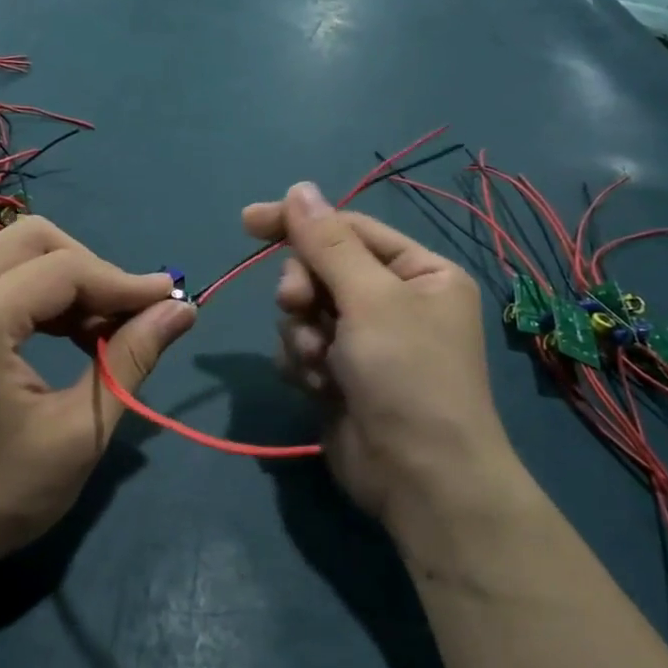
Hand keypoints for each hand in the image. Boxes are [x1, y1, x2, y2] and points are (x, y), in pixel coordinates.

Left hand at [0, 217, 194, 598]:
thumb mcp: (78, 434)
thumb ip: (131, 360)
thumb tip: (181, 309)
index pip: (65, 268)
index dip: (124, 282)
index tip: (171, 301)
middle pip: (34, 238)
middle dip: (92, 269)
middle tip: (128, 317)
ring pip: (15, 253)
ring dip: (67, 280)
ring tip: (103, 332)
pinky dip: (39, 294)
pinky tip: (67, 335)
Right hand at [242, 183, 527, 549]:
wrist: (419, 478)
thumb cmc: (407, 375)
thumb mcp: (370, 298)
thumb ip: (327, 243)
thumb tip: (298, 188)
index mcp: (418, 272)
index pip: (348, 229)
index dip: (298, 223)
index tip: (248, 222)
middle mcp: (393, 301)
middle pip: (320, 270)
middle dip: (304, 291)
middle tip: (299, 307)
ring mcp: (364, 341)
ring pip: (303, 311)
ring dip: (303, 335)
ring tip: (321, 365)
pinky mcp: (338, 375)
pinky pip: (300, 348)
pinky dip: (302, 364)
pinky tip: (319, 388)